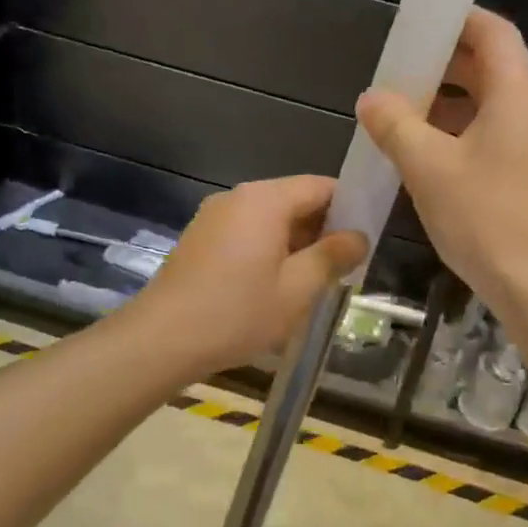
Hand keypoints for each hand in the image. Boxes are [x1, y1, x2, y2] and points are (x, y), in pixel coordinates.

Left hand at [131, 175, 367, 376]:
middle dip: (322, 228)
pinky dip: (267, 249)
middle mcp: (238, 197)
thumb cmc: (237, 313)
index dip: (349, 207)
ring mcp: (214, 216)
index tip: (365, 237)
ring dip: (295, 242)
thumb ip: (333, 257)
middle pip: (294, 200)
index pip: (321, 186)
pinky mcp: (200, 238)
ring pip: (269, 219)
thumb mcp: (297, 289)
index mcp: (265, 200)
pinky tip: (273, 286)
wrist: (162, 339)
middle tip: (345, 266)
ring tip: (313, 281)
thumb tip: (359, 237)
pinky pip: (246, 232)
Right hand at [356, 8, 527, 313]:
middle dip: (442, 64)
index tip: (415, 25)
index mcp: (517, 92)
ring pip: (487, 104)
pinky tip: (422, 153)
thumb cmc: (486, 217)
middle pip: (489, 66)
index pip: (491, 31)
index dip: (455, 19)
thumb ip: (395, 125)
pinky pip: (491, 135)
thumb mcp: (428, 167)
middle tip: (396, 72)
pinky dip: (458, 132)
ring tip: (400, 112)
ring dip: (446, 103)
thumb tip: (371, 97)